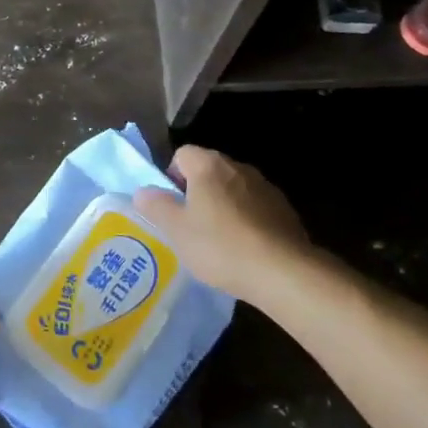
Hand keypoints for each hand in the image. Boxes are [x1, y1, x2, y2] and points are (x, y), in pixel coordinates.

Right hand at [133, 146, 312, 300]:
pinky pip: (255, 208)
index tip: (172, 207)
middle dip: (197, 193)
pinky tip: (245, 250)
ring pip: (233, 190)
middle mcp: (238, 167)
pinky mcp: (285, 210)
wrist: (283, 272)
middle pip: (208, 171)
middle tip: (190, 226)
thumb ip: (156, 206)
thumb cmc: (220, 246)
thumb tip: (143, 192)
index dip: (172, 177)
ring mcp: (265, 187)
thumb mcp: (176, 230)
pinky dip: (247, 221)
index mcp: (209, 165)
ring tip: (218, 242)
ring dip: (223, 207)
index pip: (182, 154)